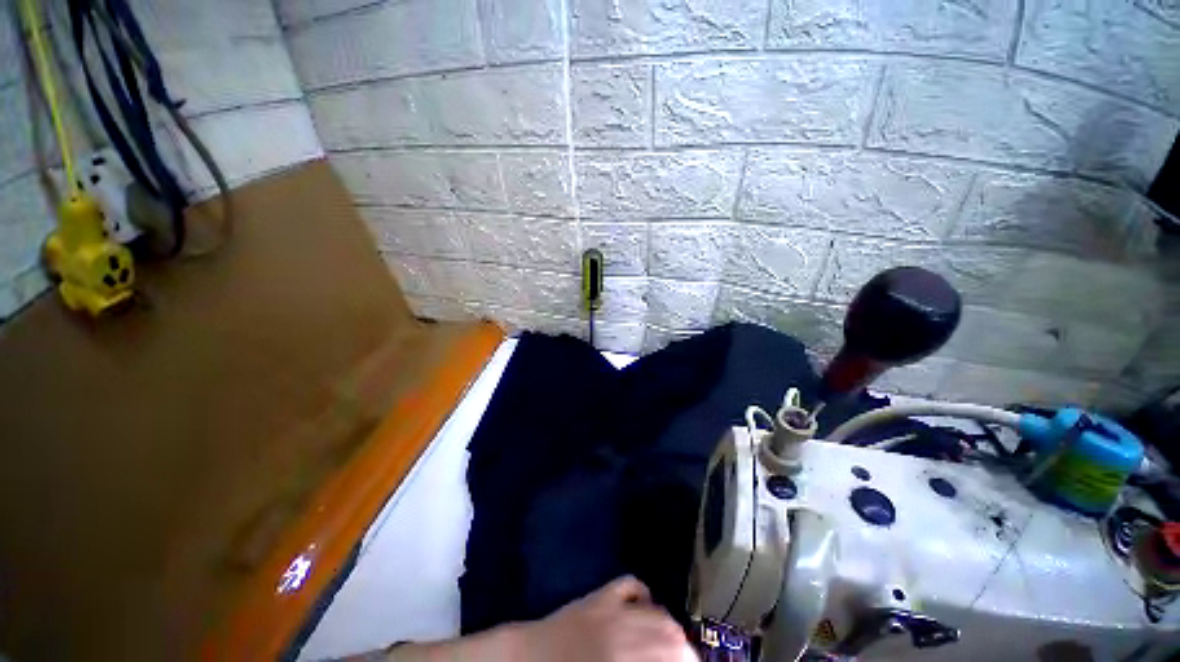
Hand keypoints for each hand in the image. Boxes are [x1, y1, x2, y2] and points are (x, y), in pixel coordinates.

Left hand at [516, 576, 697, 661]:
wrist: (527, 659)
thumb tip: (661, 659)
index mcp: (625, 660)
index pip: (670, 656)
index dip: (687, 660)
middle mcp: (624, 633)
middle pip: (671, 637)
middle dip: (685, 650)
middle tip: (687, 659)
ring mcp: (612, 609)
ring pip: (657, 612)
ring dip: (671, 626)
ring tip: (675, 640)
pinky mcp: (600, 594)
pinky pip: (629, 584)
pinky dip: (643, 594)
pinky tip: (646, 605)